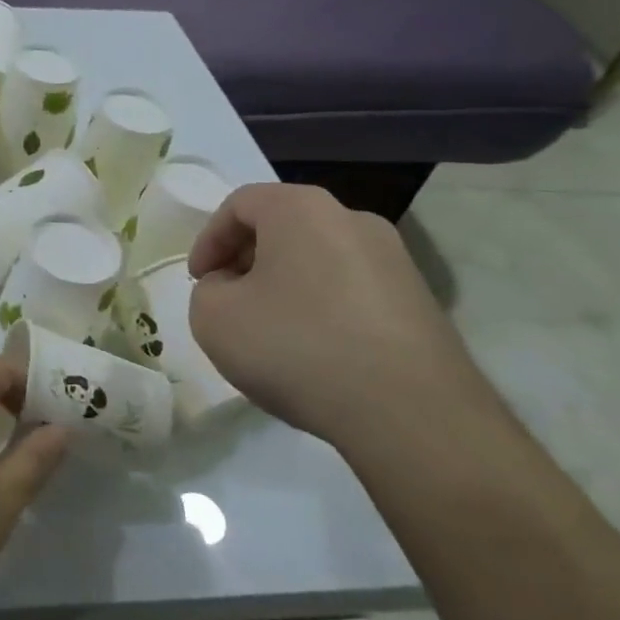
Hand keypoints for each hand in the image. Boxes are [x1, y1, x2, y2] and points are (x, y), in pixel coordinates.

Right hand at [187, 183, 491, 449]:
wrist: (412, 414)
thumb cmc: (297, 347)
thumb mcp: (213, 317)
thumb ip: (208, 290)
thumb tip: (234, 288)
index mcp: (302, 209)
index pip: (239, 204)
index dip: (209, 240)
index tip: (199, 281)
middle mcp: (353, 220)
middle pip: (282, 227)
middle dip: (246, 261)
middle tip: (228, 301)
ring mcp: (395, 261)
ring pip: (318, 259)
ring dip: (284, 286)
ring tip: (269, 332)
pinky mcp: (419, 302)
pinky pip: (350, 290)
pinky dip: (321, 309)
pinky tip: (313, 353)